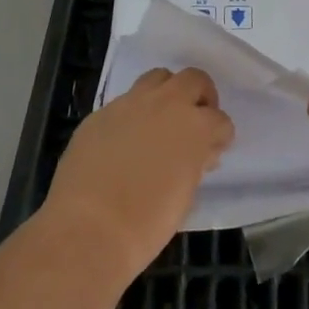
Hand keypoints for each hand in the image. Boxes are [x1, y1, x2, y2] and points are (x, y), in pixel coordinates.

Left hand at [43, 69, 234, 280]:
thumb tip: (199, 155)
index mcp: (195, 126)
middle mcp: (166, 104)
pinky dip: (133, 114)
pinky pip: (125, 102)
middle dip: (200, 96)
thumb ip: (195, 164)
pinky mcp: (100, 113)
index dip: (220, 136)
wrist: (87, 230)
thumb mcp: (185, 196)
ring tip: (161, 119)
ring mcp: (130, 104)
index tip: (213, 151)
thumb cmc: (146, 224)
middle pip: (193, 80)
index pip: (220, 120)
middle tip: (195, 120)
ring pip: (158, 78)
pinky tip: (125, 140)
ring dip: (166, 93)